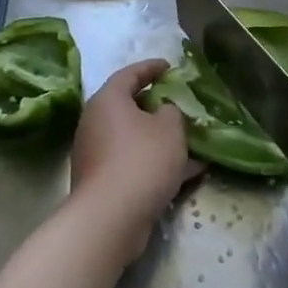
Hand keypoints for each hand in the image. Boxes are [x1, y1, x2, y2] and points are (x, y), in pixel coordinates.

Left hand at [68, 60, 201, 260]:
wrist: (110, 219)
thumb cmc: (141, 160)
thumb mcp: (170, 127)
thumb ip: (172, 111)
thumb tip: (164, 111)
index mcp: (108, 100)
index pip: (130, 73)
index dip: (152, 68)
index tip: (170, 67)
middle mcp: (96, 122)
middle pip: (129, 106)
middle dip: (157, 106)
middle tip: (180, 104)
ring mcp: (96, 153)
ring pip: (134, 138)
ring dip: (160, 138)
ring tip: (192, 141)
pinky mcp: (102, 182)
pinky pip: (133, 163)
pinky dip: (156, 163)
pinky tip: (187, 172)